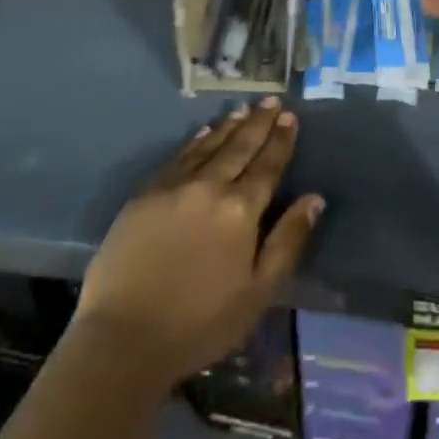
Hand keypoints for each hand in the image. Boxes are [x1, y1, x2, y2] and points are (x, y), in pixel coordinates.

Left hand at [74, 98, 323, 385]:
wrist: (123, 337)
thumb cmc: (199, 323)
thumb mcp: (257, 292)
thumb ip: (288, 241)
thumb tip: (314, 198)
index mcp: (241, 210)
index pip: (267, 165)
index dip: (280, 140)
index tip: (289, 116)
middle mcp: (210, 186)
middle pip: (240, 147)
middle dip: (258, 123)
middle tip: (270, 101)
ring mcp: (175, 186)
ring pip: (209, 145)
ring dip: (229, 126)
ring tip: (243, 110)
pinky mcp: (146, 193)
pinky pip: (179, 156)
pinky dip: (196, 140)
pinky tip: (204, 132)